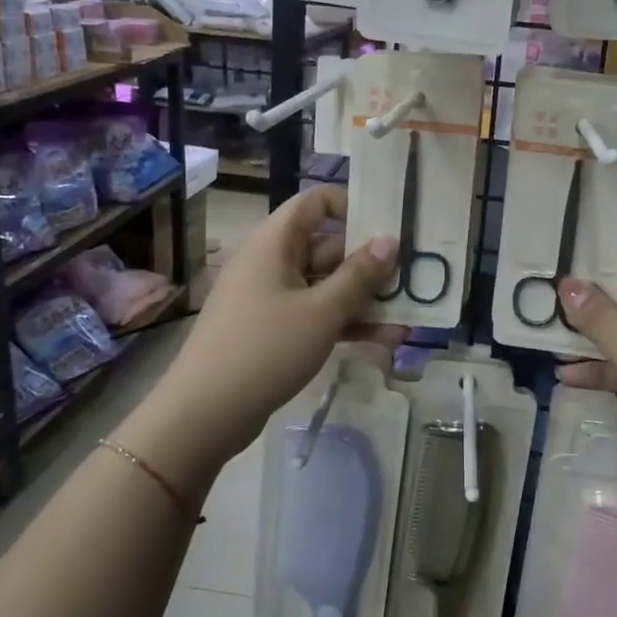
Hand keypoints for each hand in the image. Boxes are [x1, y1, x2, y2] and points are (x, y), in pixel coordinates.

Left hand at [130, 187, 397, 481]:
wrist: (203, 415)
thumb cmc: (265, 349)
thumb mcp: (322, 311)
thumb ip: (360, 274)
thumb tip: (390, 240)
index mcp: (275, 242)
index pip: (315, 202)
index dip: (351, 207)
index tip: (387, 228)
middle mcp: (271, 261)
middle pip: (327, 246)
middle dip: (369, 265)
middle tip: (412, 279)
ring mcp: (270, 296)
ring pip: (325, 285)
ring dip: (363, 300)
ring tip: (405, 318)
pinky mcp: (272, 329)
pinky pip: (315, 313)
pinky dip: (343, 322)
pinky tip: (381, 341)